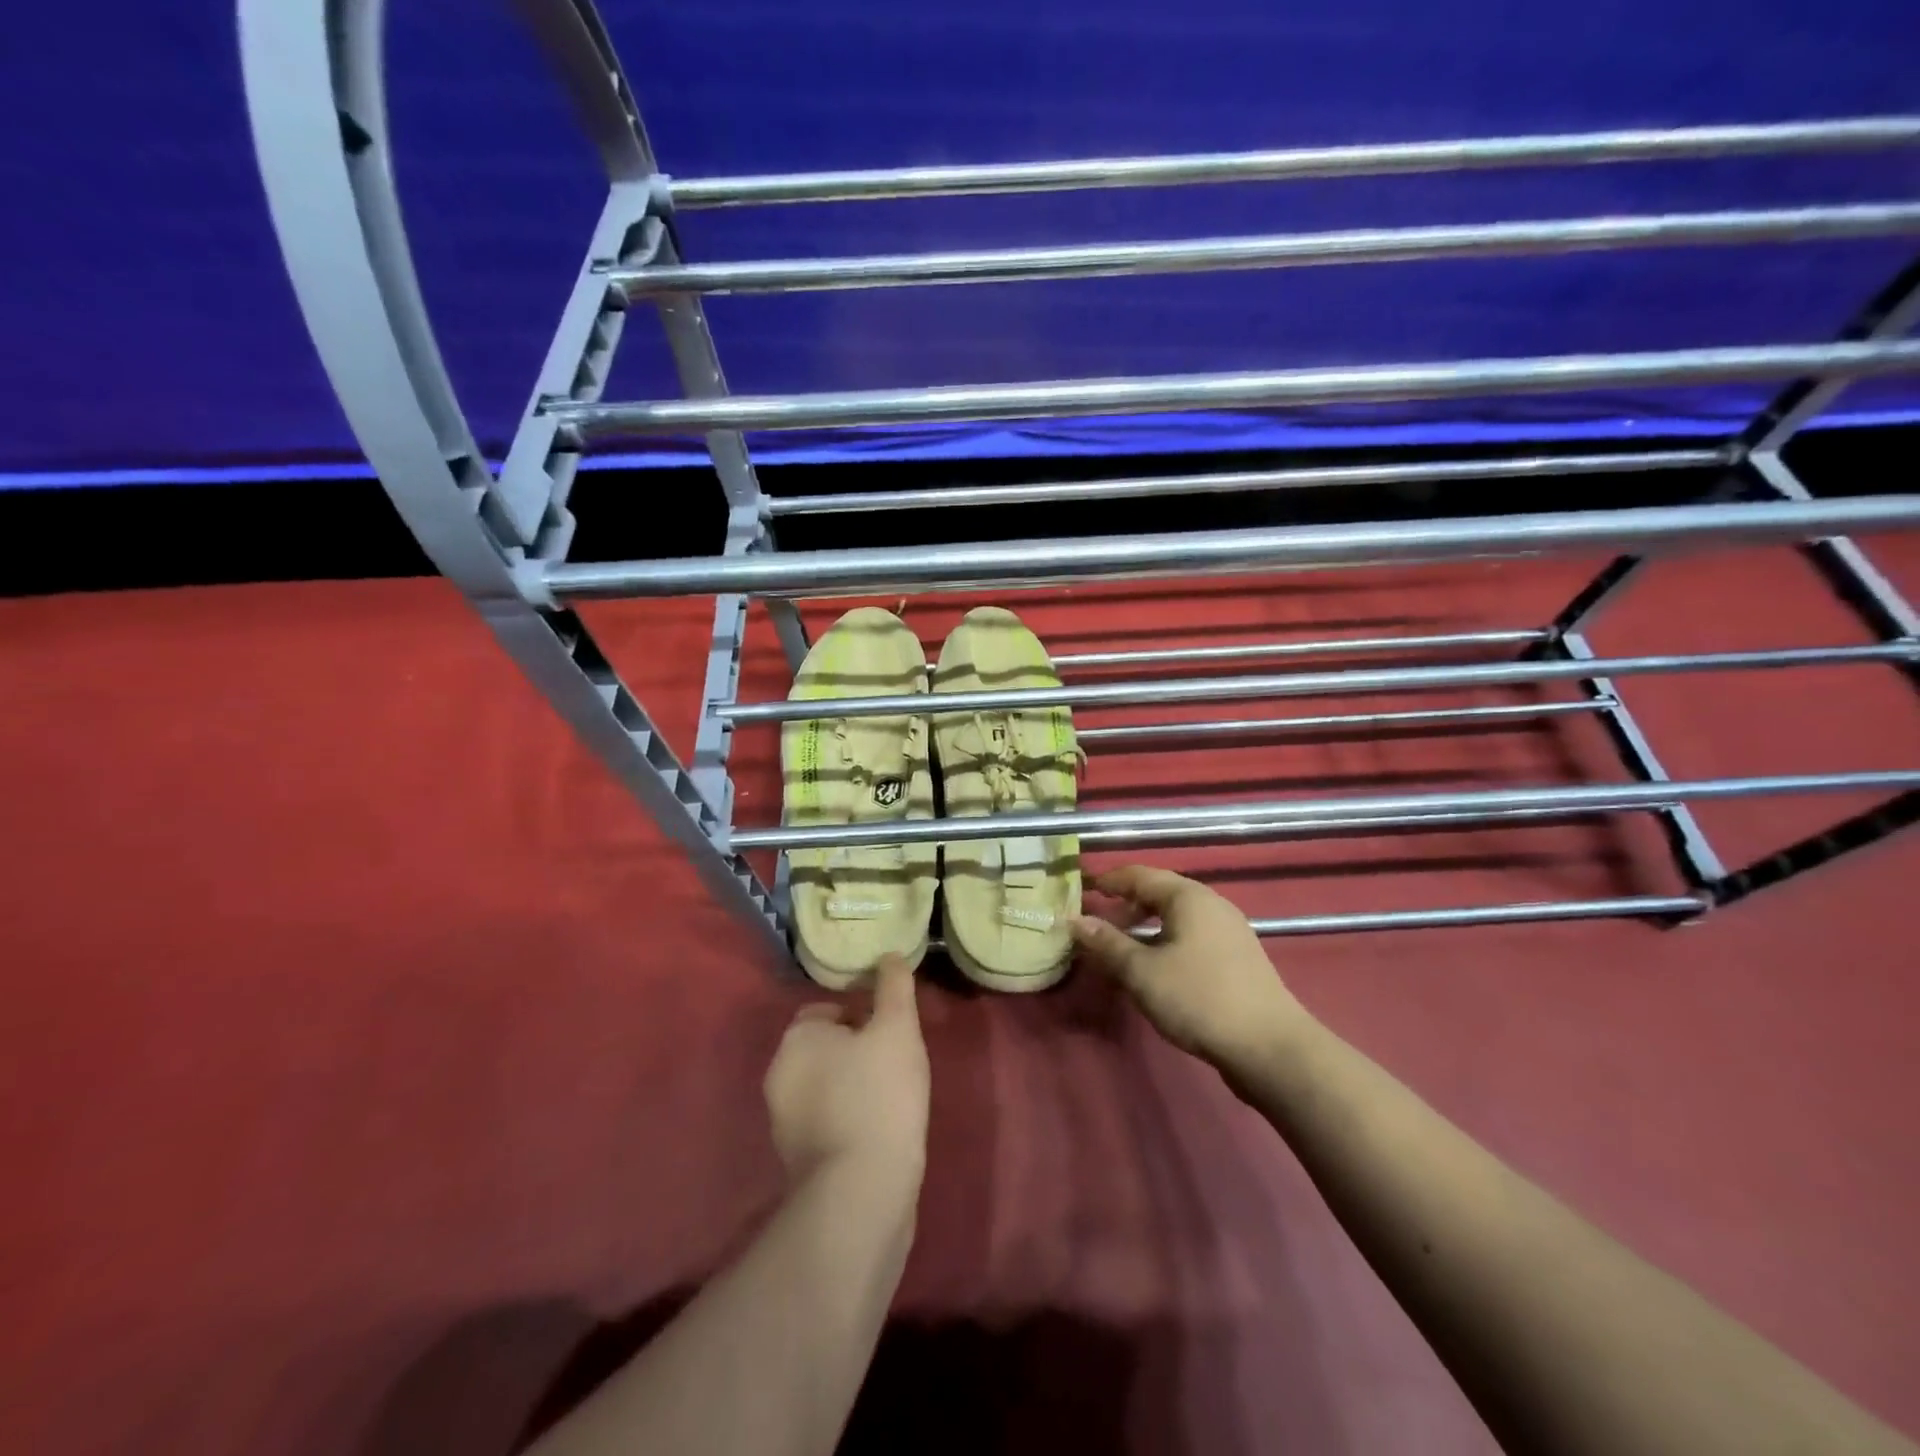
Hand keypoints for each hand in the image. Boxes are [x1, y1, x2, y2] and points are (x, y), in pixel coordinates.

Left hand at [763, 955, 929, 1191]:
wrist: (860, 1192)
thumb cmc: (879, 1095)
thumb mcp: (897, 1029)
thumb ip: (894, 988)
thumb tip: (889, 956)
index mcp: (796, 1039)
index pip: (826, 1009)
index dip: (862, 1013)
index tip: (891, 1029)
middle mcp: (779, 1076)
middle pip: (825, 1048)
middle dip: (858, 1050)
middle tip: (897, 1060)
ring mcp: (784, 1123)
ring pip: (826, 1086)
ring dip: (855, 1085)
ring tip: (894, 1096)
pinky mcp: (797, 1161)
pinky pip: (827, 1122)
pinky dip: (850, 1119)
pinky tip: (881, 1130)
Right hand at [1071, 865, 1313, 1068]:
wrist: (1270, 1048)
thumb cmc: (1199, 998)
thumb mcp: (1142, 972)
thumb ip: (1107, 943)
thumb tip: (1074, 921)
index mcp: (1188, 897)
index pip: (1138, 875)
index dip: (1107, 881)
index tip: (1080, 890)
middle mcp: (1211, 904)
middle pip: (1159, 893)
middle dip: (1124, 905)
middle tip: (1095, 923)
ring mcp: (1228, 931)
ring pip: (1175, 918)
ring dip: (1143, 927)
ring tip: (1119, 949)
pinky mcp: (1236, 958)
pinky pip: (1190, 937)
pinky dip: (1164, 942)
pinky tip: (1153, 969)